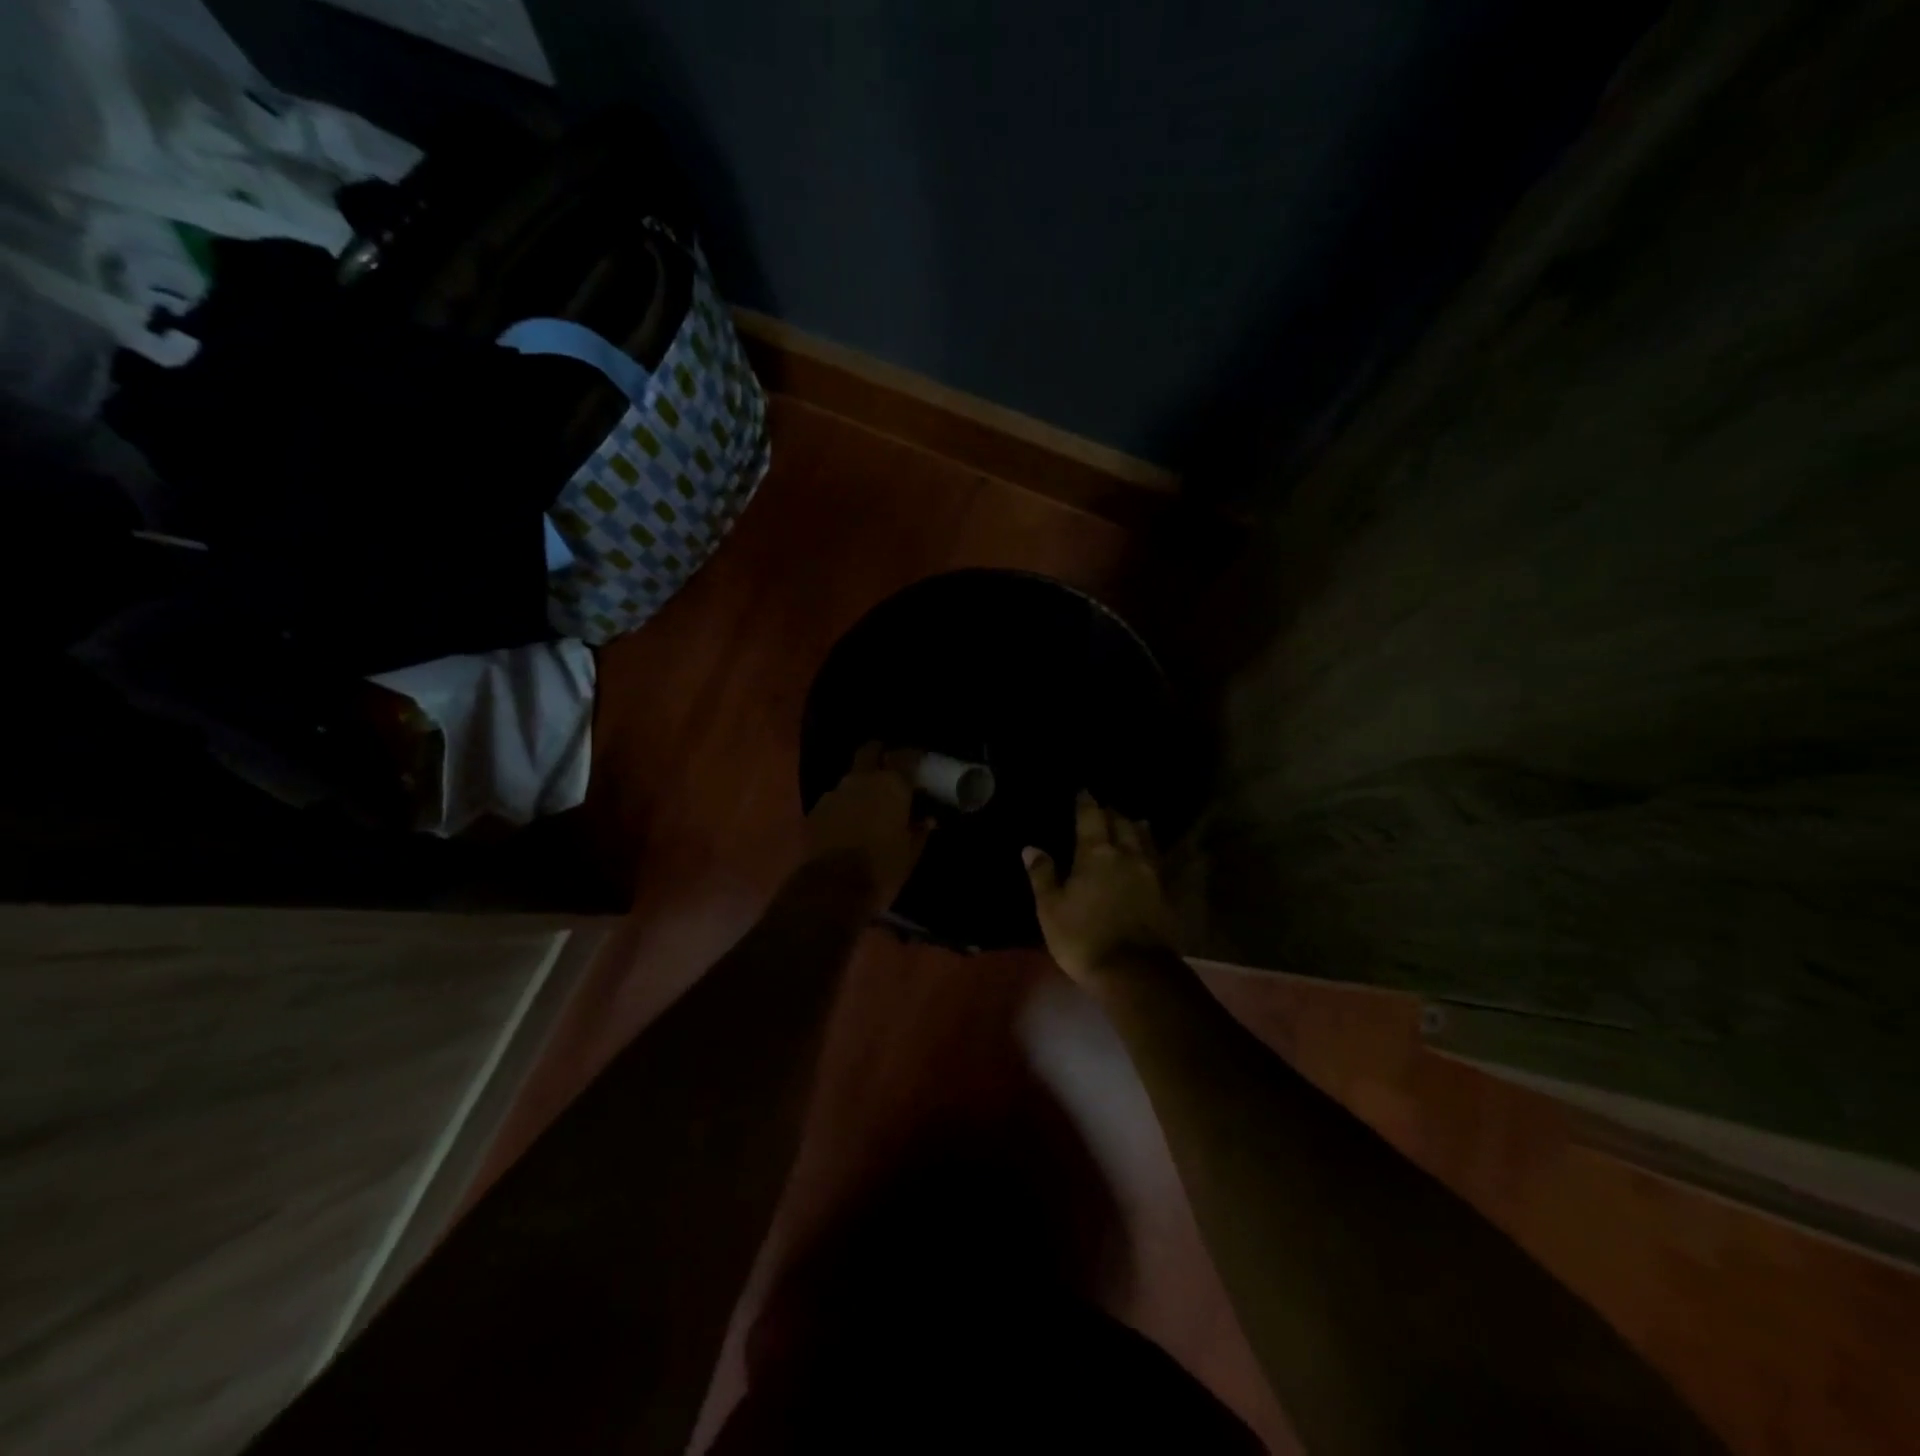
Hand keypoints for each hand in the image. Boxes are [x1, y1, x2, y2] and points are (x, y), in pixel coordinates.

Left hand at [805, 743, 932, 912]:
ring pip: (850, 778)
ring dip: (860, 786)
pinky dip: (843, 806)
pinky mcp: (815, 810)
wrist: (831, 889)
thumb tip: (927, 819)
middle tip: (889, 769)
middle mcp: (862, 780)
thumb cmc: (881, 869)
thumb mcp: (910, 853)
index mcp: (891, 785)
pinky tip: (847, 823)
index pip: (906, 756)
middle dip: (879, 755)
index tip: (919, 764)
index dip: (912, 758)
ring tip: (868, 805)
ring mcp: (834, 793)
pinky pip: (835, 800)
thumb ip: (920, 831)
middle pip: (869, 752)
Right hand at [1023, 791, 1175, 986]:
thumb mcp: (1050, 908)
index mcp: (1095, 853)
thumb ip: (1042, 875)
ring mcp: (1149, 873)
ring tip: (1133, 821)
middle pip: (1121, 823)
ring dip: (1135, 827)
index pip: (1091, 817)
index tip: (1083, 791)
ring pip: (1144, 839)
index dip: (1086, 802)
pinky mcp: (1164, 892)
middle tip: (1105, 808)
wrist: (1135, 972)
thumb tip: (1031, 847)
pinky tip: (1147, 854)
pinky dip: (1150, 849)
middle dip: (1112, 812)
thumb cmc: (1084, 938)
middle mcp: (1126, 854)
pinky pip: (1156, 860)